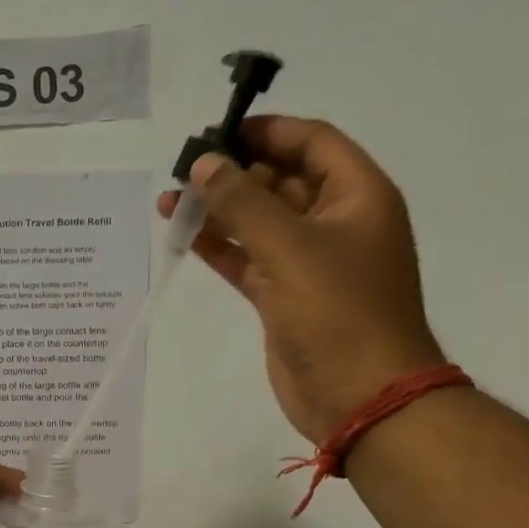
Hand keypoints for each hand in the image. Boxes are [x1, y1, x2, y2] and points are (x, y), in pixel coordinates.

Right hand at [158, 115, 444, 443]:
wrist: (359, 395)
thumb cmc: (338, 311)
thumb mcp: (289, 247)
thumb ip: (243, 202)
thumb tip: (204, 164)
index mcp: (357, 196)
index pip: (311, 143)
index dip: (267, 132)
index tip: (217, 133)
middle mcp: (335, 222)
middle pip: (280, 180)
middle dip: (233, 173)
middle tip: (183, 171)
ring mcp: (308, 262)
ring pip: (258, 222)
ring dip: (218, 211)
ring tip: (169, 202)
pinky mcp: (284, 296)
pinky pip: (248, 259)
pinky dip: (220, 247)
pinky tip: (184, 236)